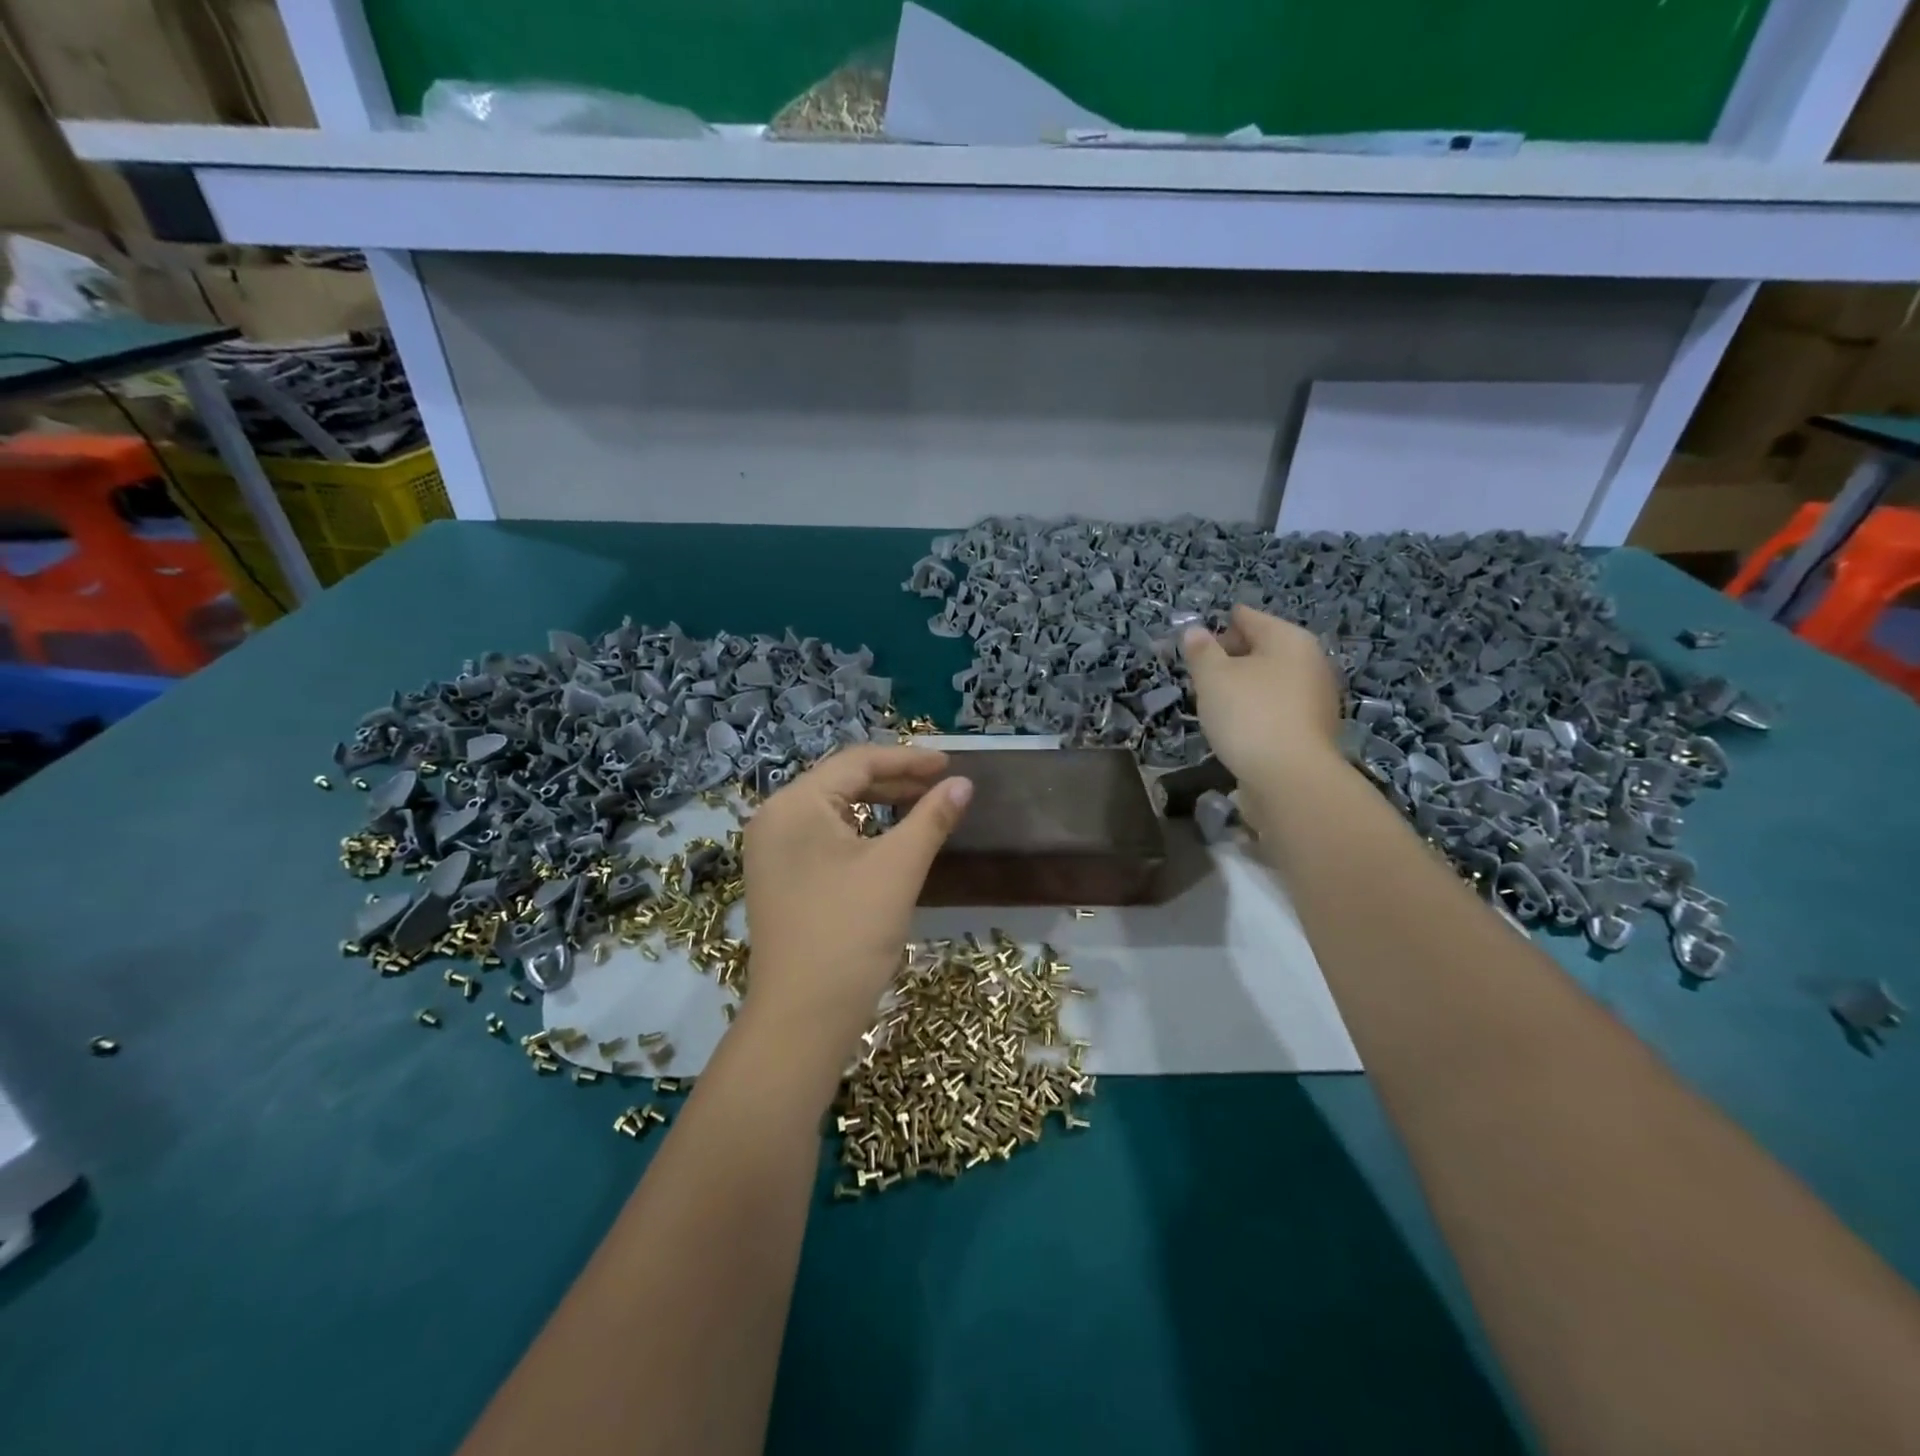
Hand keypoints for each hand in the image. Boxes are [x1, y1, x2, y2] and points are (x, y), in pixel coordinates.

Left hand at [741, 745, 972, 1053]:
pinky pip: (822, 836)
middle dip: (893, 780)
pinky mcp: (777, 877)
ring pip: (832, 809)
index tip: (950, 764)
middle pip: (841, 781)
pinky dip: (858, 830)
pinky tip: (887, 839)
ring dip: (877, 804)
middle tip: (940, 785)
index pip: (857, 762)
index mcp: (795, 804)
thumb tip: (964, 784)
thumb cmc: (850, 933)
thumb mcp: (898, 868)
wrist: (802, 1018)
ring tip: (920, 806)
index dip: (908, 759)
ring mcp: (770, 850)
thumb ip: (931, 818)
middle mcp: (774, 818)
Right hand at [1181, 605, 1342, 783]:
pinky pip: (1279, 707)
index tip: (1196, 641)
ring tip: (1215, 701)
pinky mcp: (1314, 730)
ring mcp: (1318, 698)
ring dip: (1246, 686)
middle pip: (1264, 648)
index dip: (1221, 625)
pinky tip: (1239, 725)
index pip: (1250, 618)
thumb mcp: (1213, 678)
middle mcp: (1311, 662)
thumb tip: (1194, 631)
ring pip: (1272, 680)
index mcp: (1289, 639)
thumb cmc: (1249, 715)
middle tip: (1202, 673)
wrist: (1290, 778)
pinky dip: (1259, 709)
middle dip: (1233, 657)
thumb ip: (1201, 651)